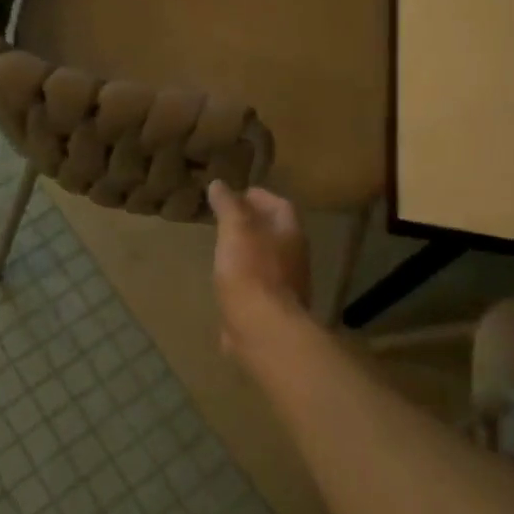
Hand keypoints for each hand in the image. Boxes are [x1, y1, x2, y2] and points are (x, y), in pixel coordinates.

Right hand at [206, 181, 311, 358]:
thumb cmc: (251, 271)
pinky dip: (243, 278)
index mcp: (290, 233)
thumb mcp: (235, 229)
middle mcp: (295, 257)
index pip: (279, 205)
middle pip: (275, 232)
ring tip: (223, 247)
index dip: (259, 196)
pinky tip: (226, 281)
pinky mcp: (273, 310)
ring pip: (267, 260)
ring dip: (248, 251)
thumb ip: (228, 206)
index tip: (236, 194)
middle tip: (226, 219)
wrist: (263, 329)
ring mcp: (287, 286)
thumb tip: (219, 184)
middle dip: (253, 224)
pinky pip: (258, 286)